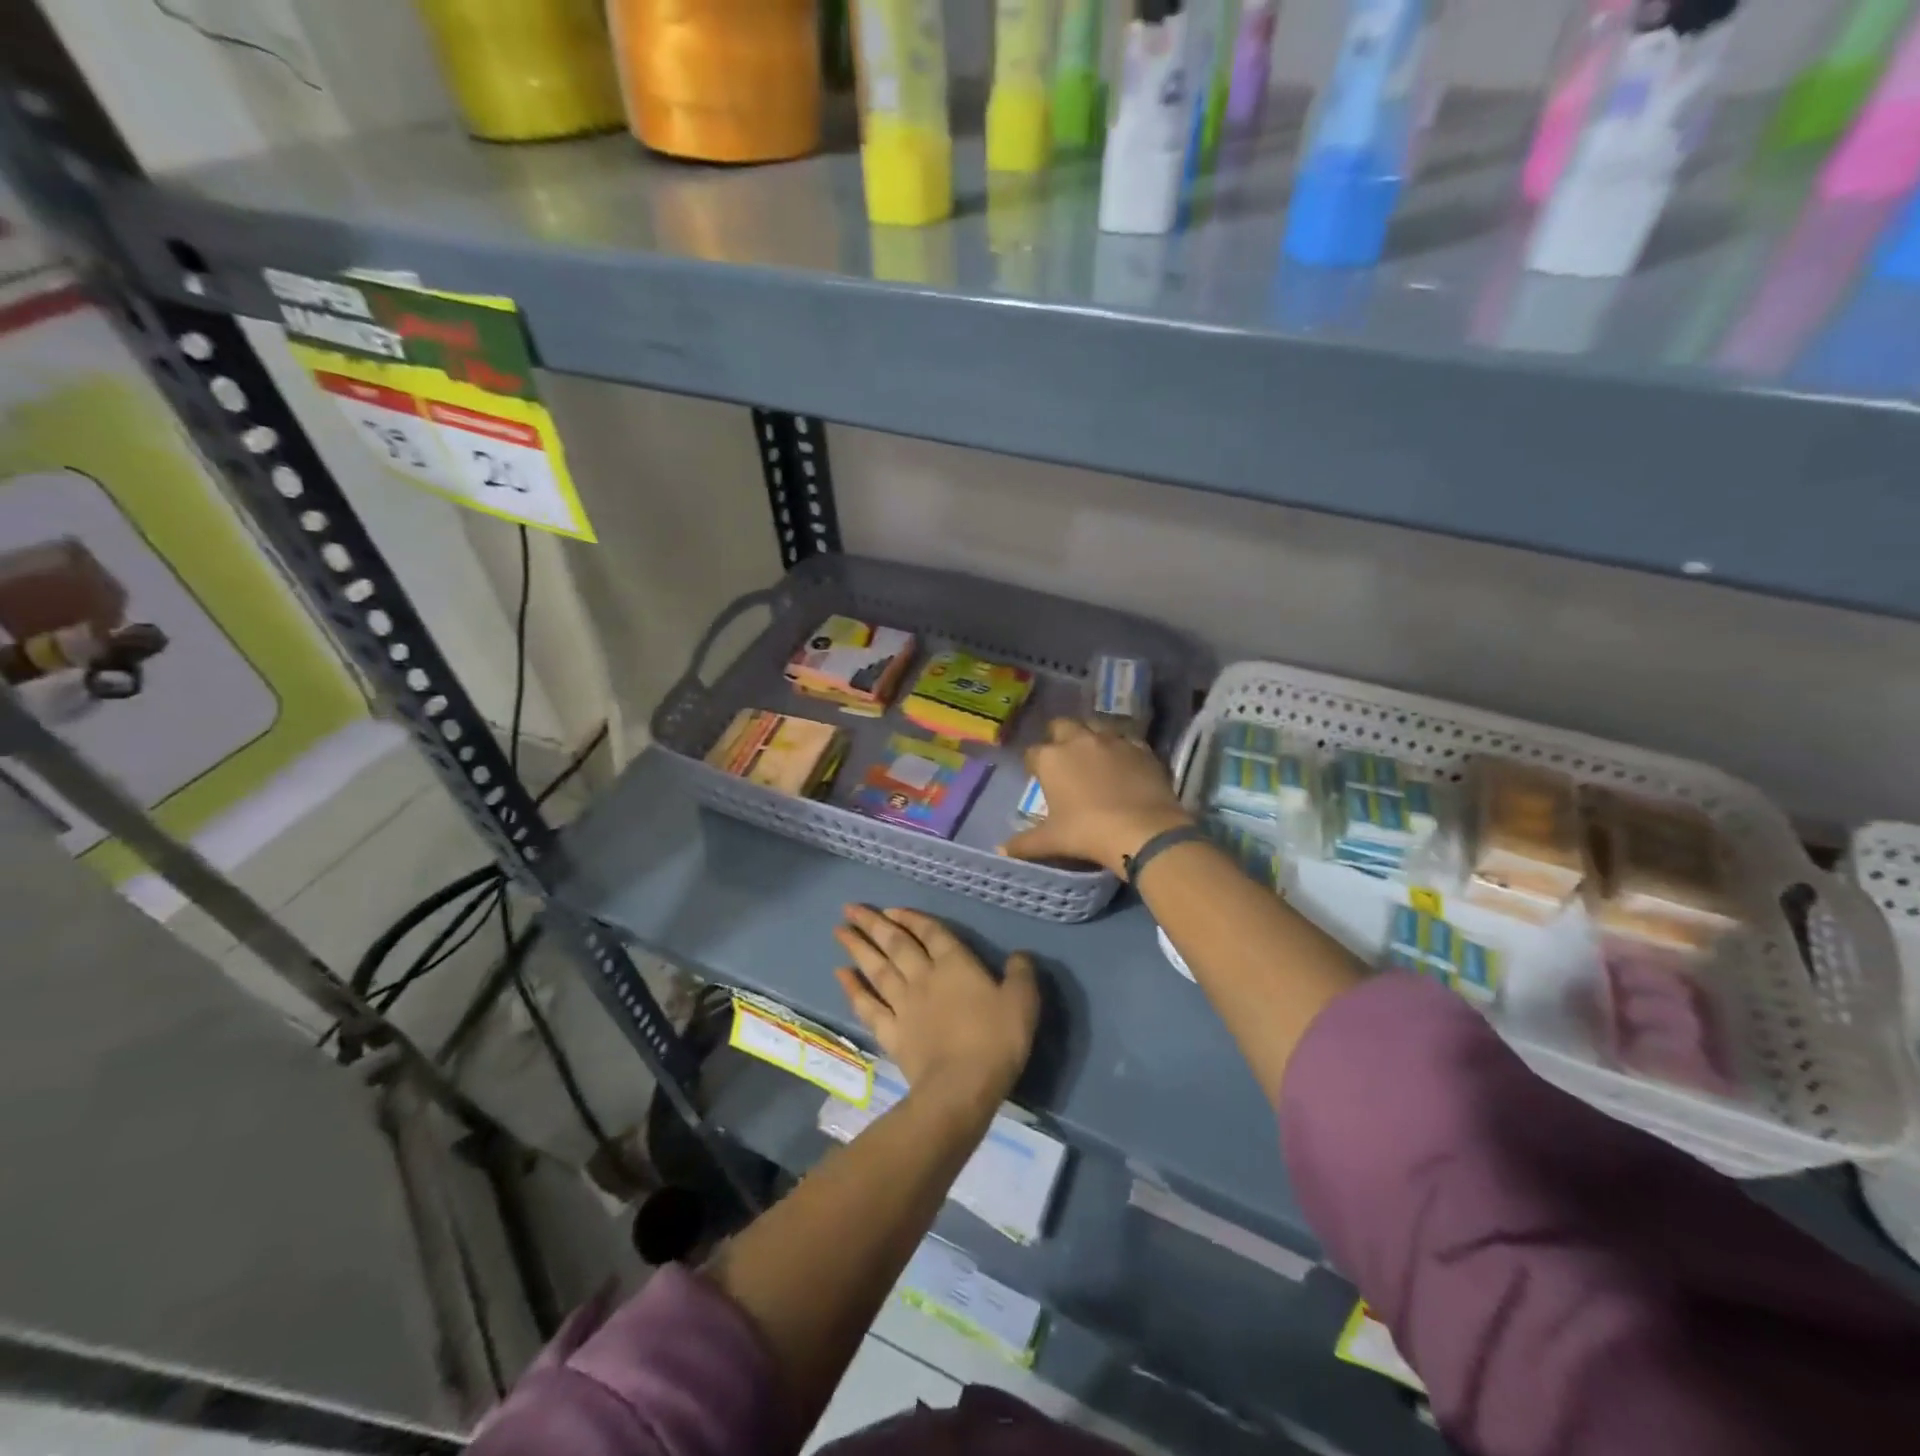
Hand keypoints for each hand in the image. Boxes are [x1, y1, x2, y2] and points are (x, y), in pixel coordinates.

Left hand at [833, 905, 1038, 1117]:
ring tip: (839, 931)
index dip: (911, 918)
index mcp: (955, 965)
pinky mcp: (891, 1032)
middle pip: (895, 944)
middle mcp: (924, 977)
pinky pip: (867, 1006)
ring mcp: (903, 1004)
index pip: (931, 932)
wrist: (961, 1087)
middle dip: (873, 924)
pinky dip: (853, 989)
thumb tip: (1020, 956)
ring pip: (876, 969)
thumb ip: (1021, 975)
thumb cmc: (995, 1040)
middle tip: (850, 908)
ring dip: (857, 948)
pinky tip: (841, 975)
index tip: (892, 909)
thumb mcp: (1022, 1002)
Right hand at [1002, 719, 1191, 876]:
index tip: (1038, 778)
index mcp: (1051, 758)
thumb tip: (1001, 851)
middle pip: (1062, 725)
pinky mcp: (1141, 747)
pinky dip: (1121, 747)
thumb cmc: (1088, 833)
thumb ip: (1024, 843)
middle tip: (1063, 759)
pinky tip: (1124, 763)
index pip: (1032, 753)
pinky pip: (1126, 739)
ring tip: (1094, 756)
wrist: (1143, 830)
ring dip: (1090, 736)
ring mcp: (1112, 740)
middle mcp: (1079, 740)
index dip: (1034, 765)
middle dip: (1059, 738)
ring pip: (1096, 726)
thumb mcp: (1052, 840)